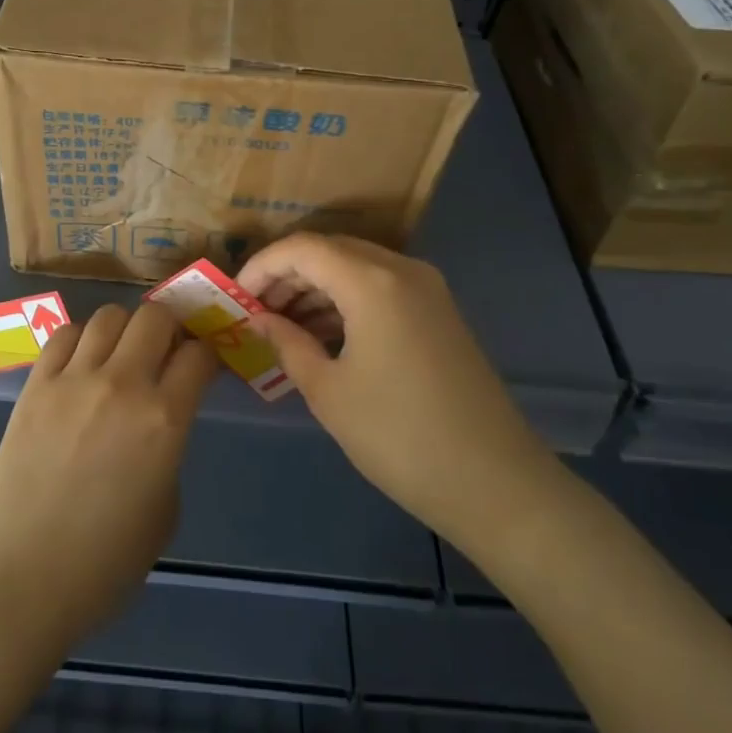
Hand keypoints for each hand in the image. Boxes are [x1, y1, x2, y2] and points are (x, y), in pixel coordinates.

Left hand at [0, 302, 218, 652]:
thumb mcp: (165, 509)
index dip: (208, 354)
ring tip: (121, 355)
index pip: (199, 354)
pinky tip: (82, 364)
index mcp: (164, 420)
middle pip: (156, 316)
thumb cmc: (104, 564)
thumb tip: (161, 421)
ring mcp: (73, 379)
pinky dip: (81, 339)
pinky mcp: (35, 384)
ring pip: (109, 315)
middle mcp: (122, 384)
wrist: (20, 579)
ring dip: (125, 329)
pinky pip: (64, 334)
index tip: (205, 365)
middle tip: (166, 353)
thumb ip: (170, 450)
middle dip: (171, 328)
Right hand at [236, 234, 563, 554]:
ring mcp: (427, 290)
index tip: (235, 298)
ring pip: (356, 268)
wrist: (496, 484)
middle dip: (287, 275)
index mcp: (372, 281)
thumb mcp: (329, 391)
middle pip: (330, 251)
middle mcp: (402, 270)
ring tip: (282, 327)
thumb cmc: (400, 436)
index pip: (302, 248)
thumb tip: (258, 319)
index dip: (262, 266)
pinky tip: (323, 335)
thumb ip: (287, 343)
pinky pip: (380, 288)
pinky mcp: (439, 313)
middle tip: (255, 313)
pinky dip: (346, 301)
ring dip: (316, 288)